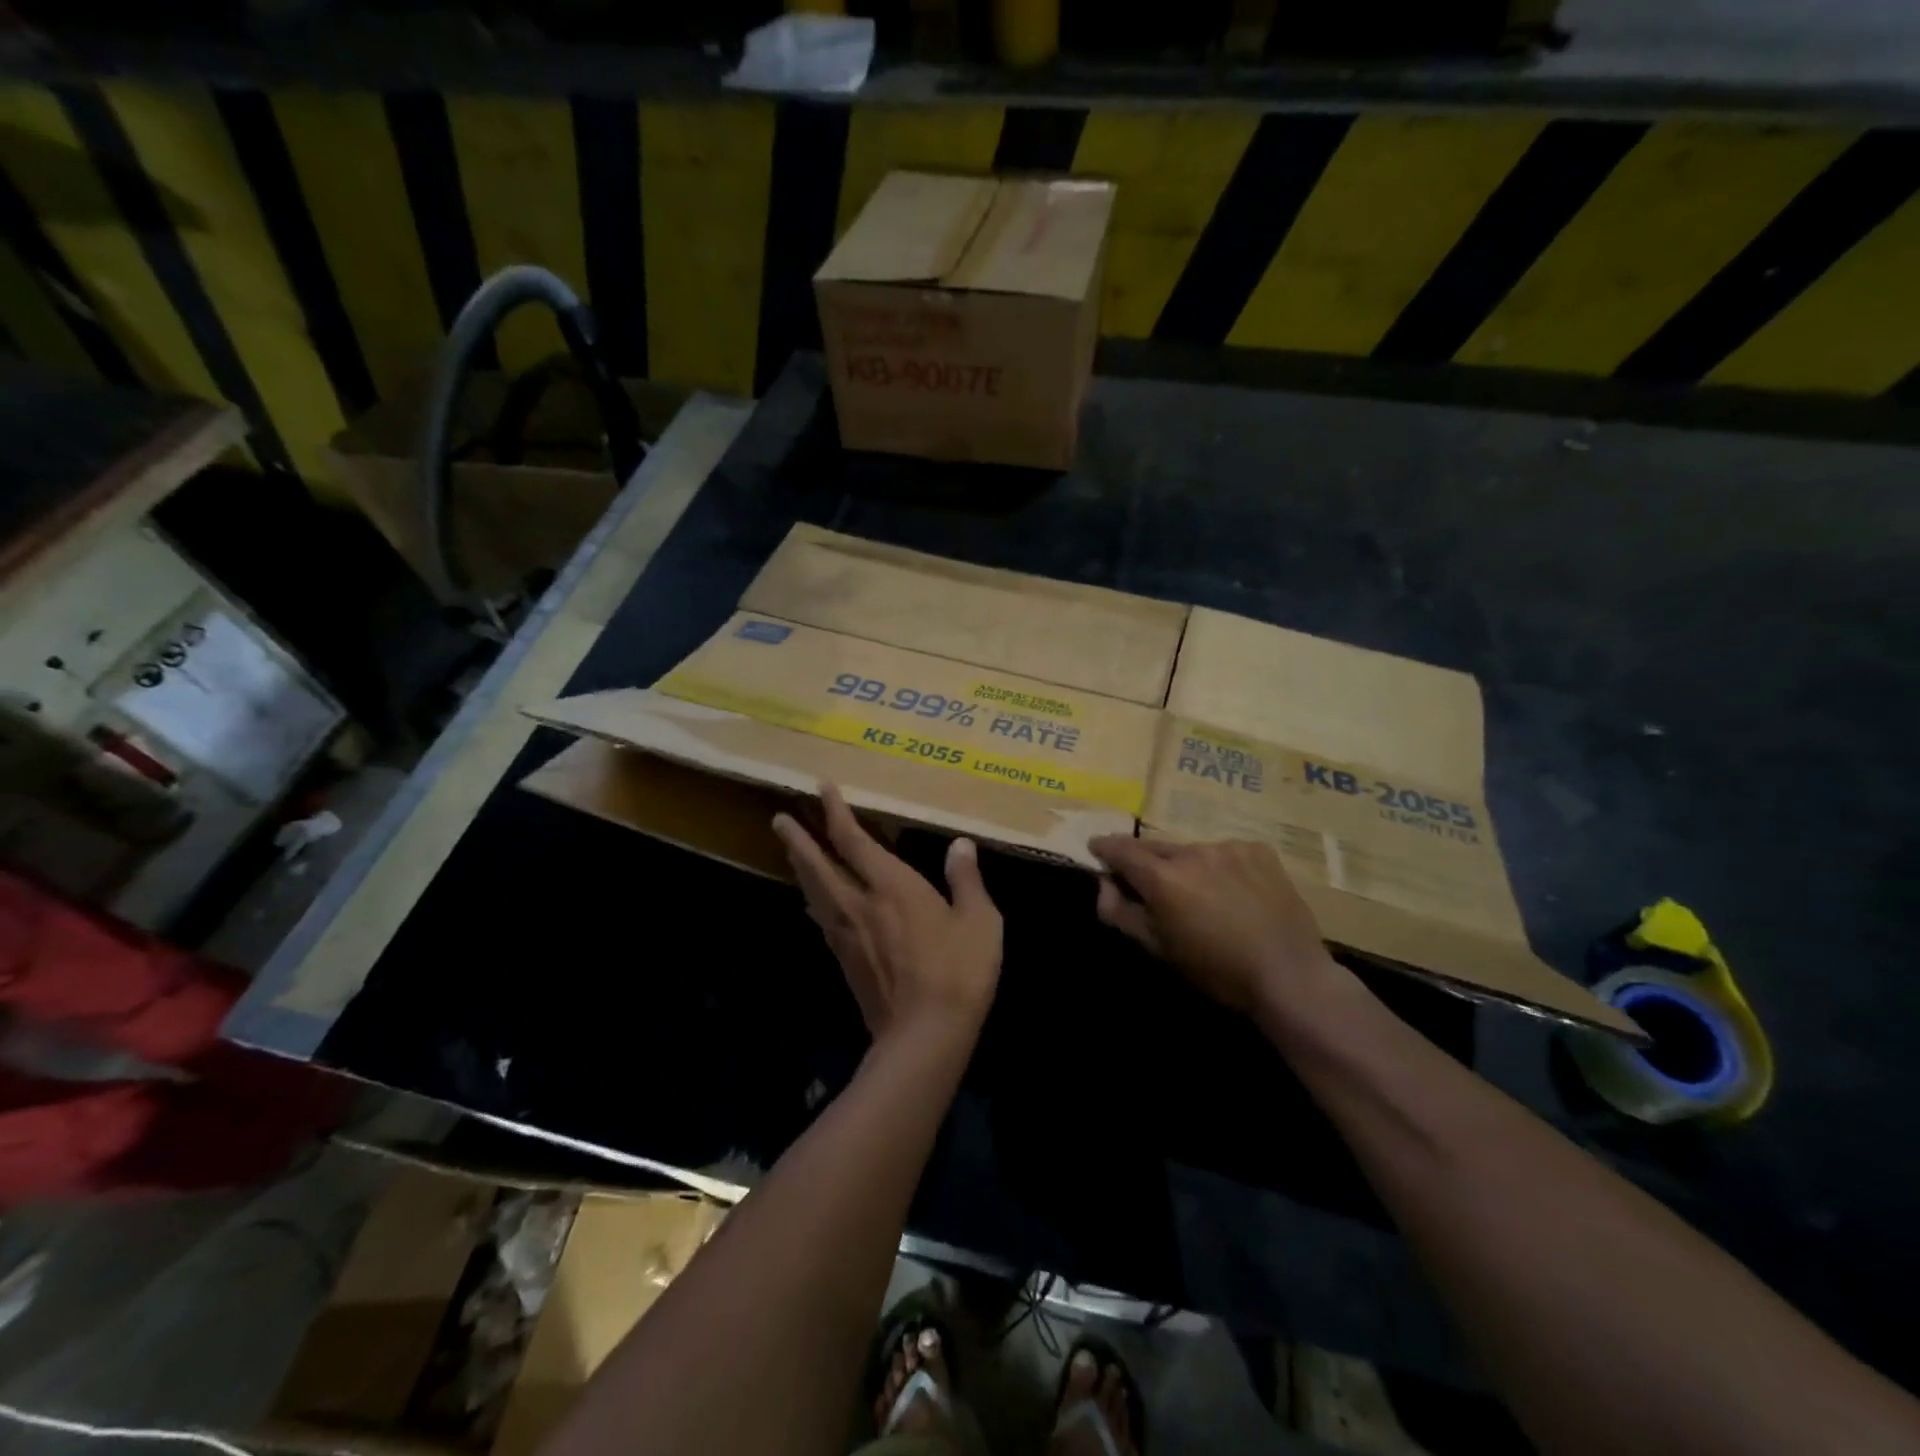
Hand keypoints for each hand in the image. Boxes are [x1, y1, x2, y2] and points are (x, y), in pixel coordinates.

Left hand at [773, 784, 1002, 1043]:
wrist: (925, 1036)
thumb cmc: (959, 972)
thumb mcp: (980, 921)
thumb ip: (966, 880)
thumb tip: (960, 844)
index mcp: (892, 887)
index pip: (855, 840)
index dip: (836, 812)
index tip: (821, 788)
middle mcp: (861, 905)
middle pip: (819, 865)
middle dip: (799, 840)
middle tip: (779, 819)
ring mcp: (848, 936)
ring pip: (815, 892)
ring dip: (800, 868)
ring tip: (790, 852)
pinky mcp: (846, 962)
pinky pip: (823, 920)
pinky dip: (814, 902)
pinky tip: (813, 904)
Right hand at [1088, 836, 1341, 1013]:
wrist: (1290, 976)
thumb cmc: (1216, 971)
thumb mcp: (1158, 949)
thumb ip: (1121, 913)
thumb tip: (1103, 885)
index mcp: (1163, 877)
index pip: (1121, 849)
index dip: (1104, 848)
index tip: (1096, 849)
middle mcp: (1193, 852)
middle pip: (1156, 847)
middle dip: (1145, 860)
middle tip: (1146, 880)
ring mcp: (1230, 847)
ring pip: (1193, 851)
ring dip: (1185, 866)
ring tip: (1198, 892)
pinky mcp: (1259, 851)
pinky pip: (1227, 853)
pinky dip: (1220, 867)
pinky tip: (1234, 892)